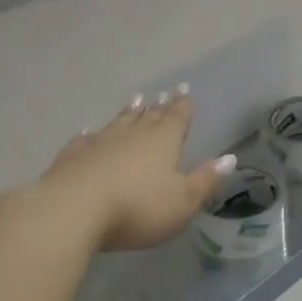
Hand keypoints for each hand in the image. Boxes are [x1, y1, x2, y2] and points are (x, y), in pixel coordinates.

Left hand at [0, 89, 233, 252]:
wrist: (71, 211)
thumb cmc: (137, 208)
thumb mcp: (182, 201)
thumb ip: (205, 180)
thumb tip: (230, 158)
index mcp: (164, 141)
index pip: (178, 117)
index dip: (183, 105)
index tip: (184, 89)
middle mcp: (133, 134)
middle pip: (149, 116)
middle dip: (158, 106)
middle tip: (163, 93)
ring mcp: (100, 142)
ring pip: (119, 122)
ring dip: (129, 112)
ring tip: (136, 100)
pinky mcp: (73, 156)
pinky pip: (87, 138)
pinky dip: (93, 133)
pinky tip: (90, 131)